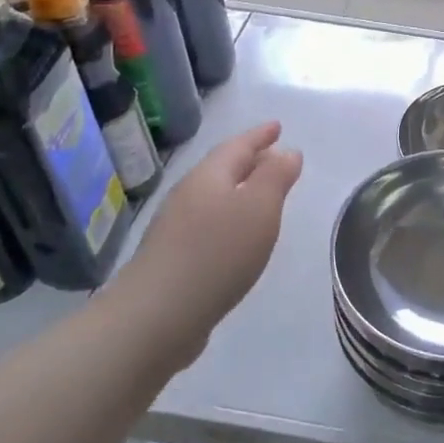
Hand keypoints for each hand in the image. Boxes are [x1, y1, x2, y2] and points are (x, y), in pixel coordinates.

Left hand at [117, 121, 302, 362]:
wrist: (156, 316)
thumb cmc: (217, 254)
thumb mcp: (259, 209)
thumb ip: (276, 176)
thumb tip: (287, 151)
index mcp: (210, 176)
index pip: (238, 145)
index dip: (260, 135)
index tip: (278, 126)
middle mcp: (189, 194)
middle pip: (223, 169)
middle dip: (250, 159)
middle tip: (274, 154)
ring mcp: (175, 227)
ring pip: (214, 196)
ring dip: (239, 190)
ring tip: (261, 194)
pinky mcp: (172, 257)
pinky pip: (208, 223)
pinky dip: (228, 218)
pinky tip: (237, 236)